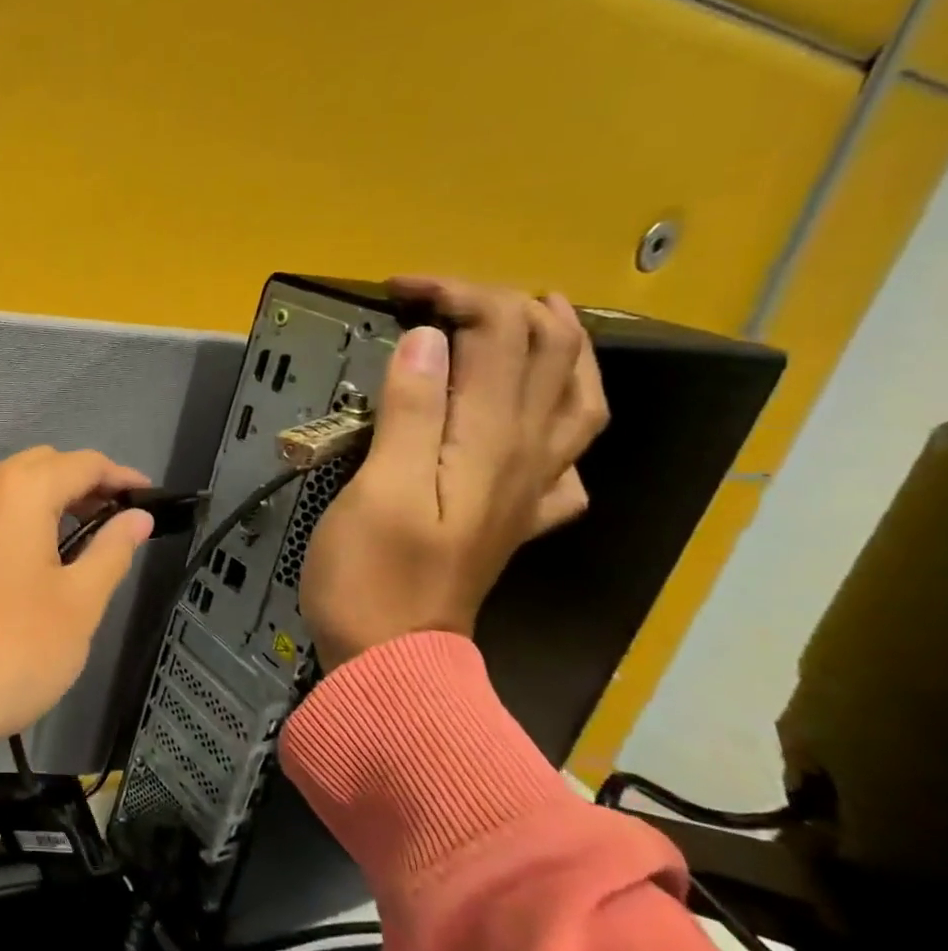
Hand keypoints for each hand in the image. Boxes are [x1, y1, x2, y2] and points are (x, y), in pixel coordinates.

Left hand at [0, 447, 155, 755]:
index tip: (151, 501)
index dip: (121, 478)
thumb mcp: (80, 601)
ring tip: (89, 536)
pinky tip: (45, 551)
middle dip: (85, 484)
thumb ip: (112, 549)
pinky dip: (23, 516)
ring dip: (53, 499)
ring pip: (13, 486)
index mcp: (17, 490)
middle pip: (43, 465)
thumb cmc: (15, 647)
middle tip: (121, 520)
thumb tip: (137, 519)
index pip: (81, 463)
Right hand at [299, 277, 608, 671]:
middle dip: (502, 304)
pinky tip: (538, 424)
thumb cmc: (371, 574)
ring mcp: (530, 490)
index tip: (396, 291)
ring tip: (537, 319)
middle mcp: (527, 456)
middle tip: (444, 297)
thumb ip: (409, 411)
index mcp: (489, 441)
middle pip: (548, 354)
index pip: (498, 336)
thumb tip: (426, 339)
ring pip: (578, 401)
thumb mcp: (378, 488)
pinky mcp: (515, 518)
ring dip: (562, 347)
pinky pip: (567, 462)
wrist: (392, 658)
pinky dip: (563, 424)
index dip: (455, 295)